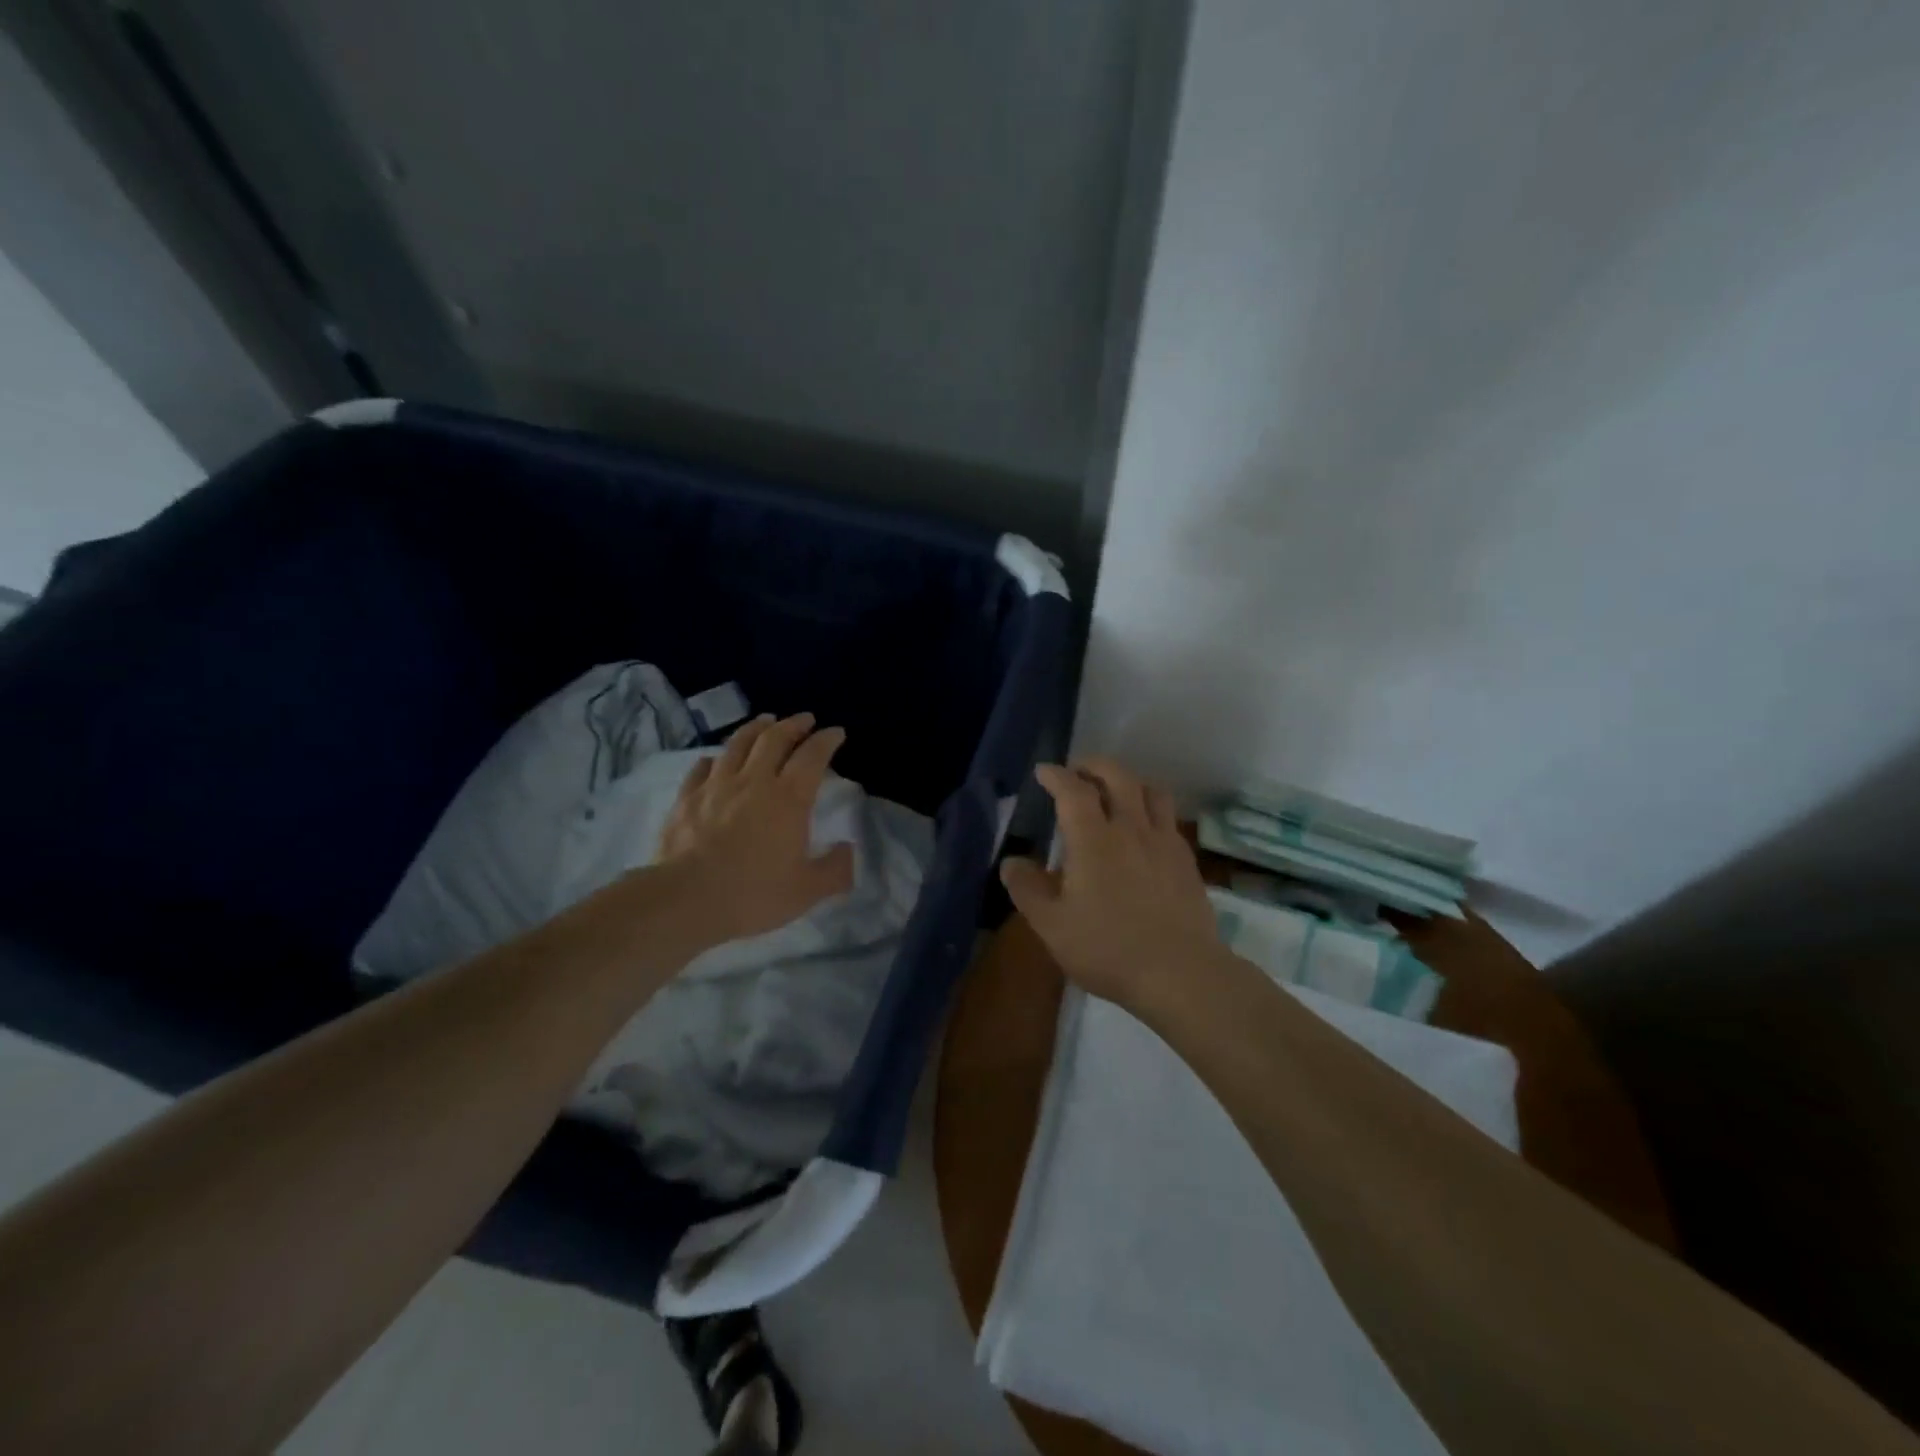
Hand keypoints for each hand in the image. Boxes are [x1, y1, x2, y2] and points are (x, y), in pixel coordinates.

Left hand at [657, 713, 855, 943]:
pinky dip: (715, 758)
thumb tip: (847, 850)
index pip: (813, 756)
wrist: (685, 899)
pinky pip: (702, 767)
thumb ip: (835, 870)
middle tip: (804, 719)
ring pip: (738, 743)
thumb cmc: (753, 894)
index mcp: (789, 798)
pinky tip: (716, 759)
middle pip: (775, 738)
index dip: (826, 740)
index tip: (836, 732)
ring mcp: (716, 785)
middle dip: (794, 724)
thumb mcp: (807, 891)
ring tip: (765, 722)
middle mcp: (754, 781)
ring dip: (756, 728)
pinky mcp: (686, 797)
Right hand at [1000, 758, 1223, 1008]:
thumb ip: (1028, 889)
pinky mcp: (1186, 860)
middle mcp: (1131, 828)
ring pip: (1151, 791)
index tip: (1044, 771)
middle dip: (1094, 766)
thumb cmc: (1108, 948)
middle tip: (1078, 771)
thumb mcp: (1052, 926)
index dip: (1056, 775)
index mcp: (1094, 839)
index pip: (1073, 790)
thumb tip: (1012, 862)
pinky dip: (1151, 810)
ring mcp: (1164, 842)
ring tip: (1116, 792)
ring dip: (1129, 781)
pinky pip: (1169, 818)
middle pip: (1117, 776)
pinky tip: (1145, 830)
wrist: (1180, 973)